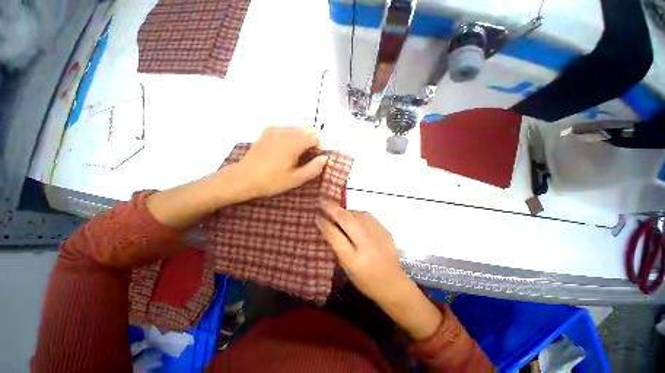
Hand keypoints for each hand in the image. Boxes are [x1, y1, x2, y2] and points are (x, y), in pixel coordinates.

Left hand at [237, 126, 327, 198]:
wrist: (243, 178)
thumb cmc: (272, 181)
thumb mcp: (296, 179)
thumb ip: (314, 168)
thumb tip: (324, 158)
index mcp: (293, 142)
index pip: (315, 136)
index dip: (318, 148)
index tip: (312, 160)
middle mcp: (285, 131)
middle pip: (307, 129)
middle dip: (310, 142)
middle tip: (304, 158)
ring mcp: (274, 129)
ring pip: (297, 128)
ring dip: (301, 139)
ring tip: (293, 155)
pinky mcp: (267, 131)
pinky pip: (286, 129)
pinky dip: (291, 137)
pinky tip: (283, 151)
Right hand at [316, 200, 442, 339]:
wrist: (393, 283)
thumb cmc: (365, 280)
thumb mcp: (346, 268)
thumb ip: (337, 246)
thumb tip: (328, 225)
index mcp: (353, 259)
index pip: (335, 236)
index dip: (325, 224)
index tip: (316, 215)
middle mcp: (366, 245)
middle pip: (347, 220)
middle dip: (333, 209)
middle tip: (322, 201)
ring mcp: (378, 236)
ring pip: (358, 214)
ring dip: (345, 211)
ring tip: (337, 211)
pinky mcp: (386, 230)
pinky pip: (367, 216)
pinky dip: (357, 214)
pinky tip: (352, 216)